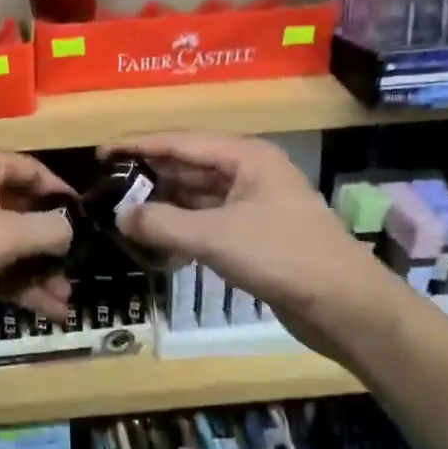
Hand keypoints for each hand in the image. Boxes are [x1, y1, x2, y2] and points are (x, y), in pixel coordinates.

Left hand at [0, 152, 77, 333]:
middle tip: (78, 269)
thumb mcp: (6, 232)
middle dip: (52, 245)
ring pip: (9, 248)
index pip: (32, 170)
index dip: (61, 191)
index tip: (87, 218)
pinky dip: (16, 287)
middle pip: (23, 213)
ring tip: (66, 303)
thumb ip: (48, 229)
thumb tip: (71, 230)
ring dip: (38, 273)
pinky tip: (45, 312)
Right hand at [103, 133, 407, 357]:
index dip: (137, 145)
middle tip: (106, 187)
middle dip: (148, 175)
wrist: (347, 307)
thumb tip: (120, 216)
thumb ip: (163, 223)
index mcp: (245, 156)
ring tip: (123, 214)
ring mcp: (254, 204)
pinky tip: (157, 242)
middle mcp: (249, 172)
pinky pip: (208, 222)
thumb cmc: (284, 257)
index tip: (100, 153)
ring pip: (197, 196)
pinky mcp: (255, 234)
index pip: (179, 142)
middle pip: (188, 166)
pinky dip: (182, 228)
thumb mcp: (216, 237)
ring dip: (163, 205)